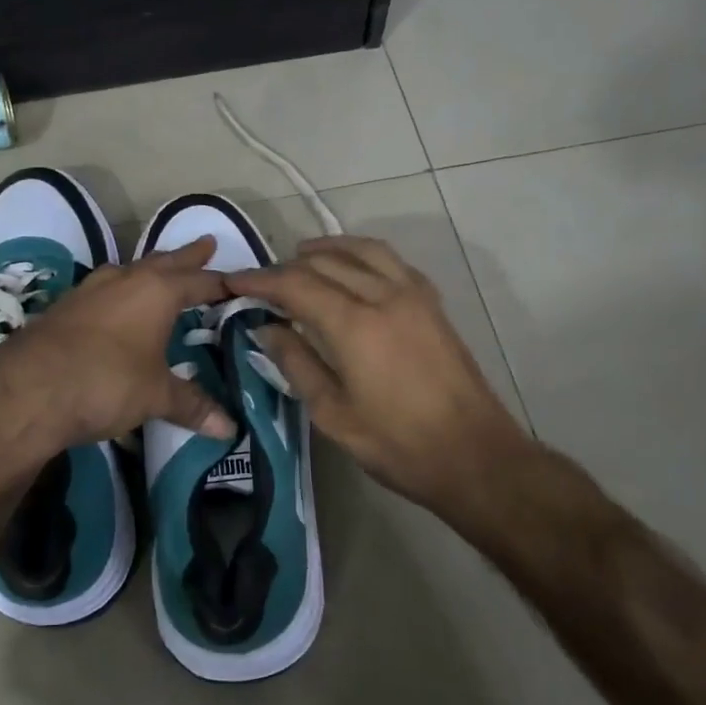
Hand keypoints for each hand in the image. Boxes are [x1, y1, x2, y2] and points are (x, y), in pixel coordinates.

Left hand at [0, 236, 235, 466]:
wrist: (27, 390)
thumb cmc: (106, 382)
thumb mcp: (155, 396)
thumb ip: (191, 405)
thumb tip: (230, 428)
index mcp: (156, 292)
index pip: (199, 281)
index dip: (221, 283)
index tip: (239, 282)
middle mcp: (124, 281)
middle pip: (163, 262)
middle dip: (187, 257)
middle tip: (207, 244)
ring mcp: (89, 291)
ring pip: (128, 272)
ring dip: (148, 271)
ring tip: (159, 271)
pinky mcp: (63, 308)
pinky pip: (103, 290)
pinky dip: (119, 292)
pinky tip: (115, 306)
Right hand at [230, 236, 529, 515]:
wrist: (474, 455)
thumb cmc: (397, 444)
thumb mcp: (332, 413)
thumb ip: (296, 363)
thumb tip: (266, 327)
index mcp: (354, 324)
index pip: (295, 284)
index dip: (260, 280)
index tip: (232, 282)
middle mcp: (384, 296)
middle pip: (327, 262)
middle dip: (288, 266)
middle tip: (262, 282)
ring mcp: (414, 296)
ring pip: (363, 251)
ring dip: (327, 249)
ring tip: (301, 257)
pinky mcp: (433, 304)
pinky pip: (391, 261)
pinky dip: (362, 255)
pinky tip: (352, 269)